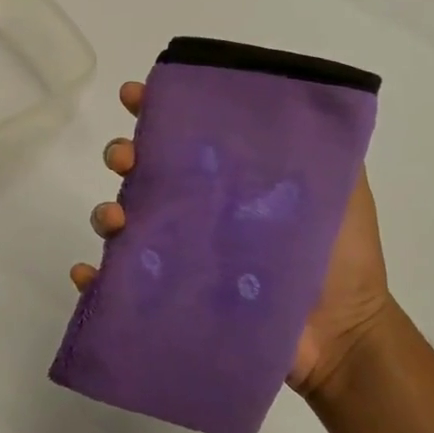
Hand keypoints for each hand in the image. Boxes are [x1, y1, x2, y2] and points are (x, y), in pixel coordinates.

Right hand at [70, 80, 394, 399]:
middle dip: (123, 157)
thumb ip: (328, 154)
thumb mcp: (344, 194)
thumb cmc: (340, 262)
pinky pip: (118, 287)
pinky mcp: (168, 300)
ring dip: (105, 213)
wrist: (341, 336)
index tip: (135, 96)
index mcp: (226, 184)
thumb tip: (300, 103)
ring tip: (115, 220)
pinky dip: (94, 278)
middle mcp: (195, 214)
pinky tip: (89, 273)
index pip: (183, 139)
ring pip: (122, 224)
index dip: (155, 113)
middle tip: (125, 159)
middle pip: (142, 175)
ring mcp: (178, 257)